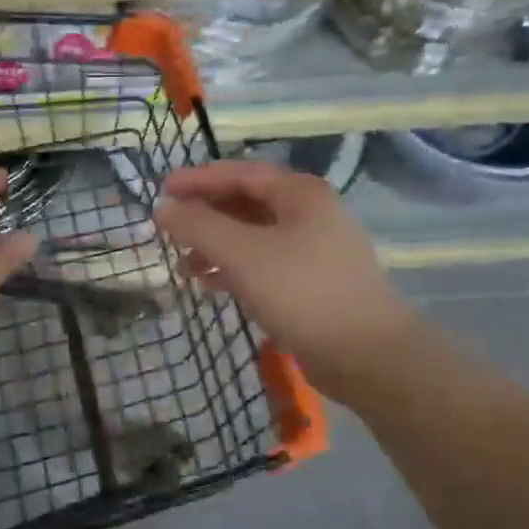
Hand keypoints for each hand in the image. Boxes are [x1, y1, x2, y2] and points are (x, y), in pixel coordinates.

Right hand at [154, 160, 416, 400]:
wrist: (366, 354)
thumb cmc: (302, 292)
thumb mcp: (242, 254)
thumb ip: (198, 226)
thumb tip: (163, 207)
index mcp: (299, 194)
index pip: (240, 173)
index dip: (198, 180)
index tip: (162, 189)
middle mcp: (309, 214)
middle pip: (247, 203)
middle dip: (205, 215)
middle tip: (168, 228)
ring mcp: (313, 250)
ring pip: (253, 237)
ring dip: (216, 246)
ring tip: (183, 266)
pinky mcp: (311, 283)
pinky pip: (263, 265)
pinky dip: (234, 270)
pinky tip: (210, 286)